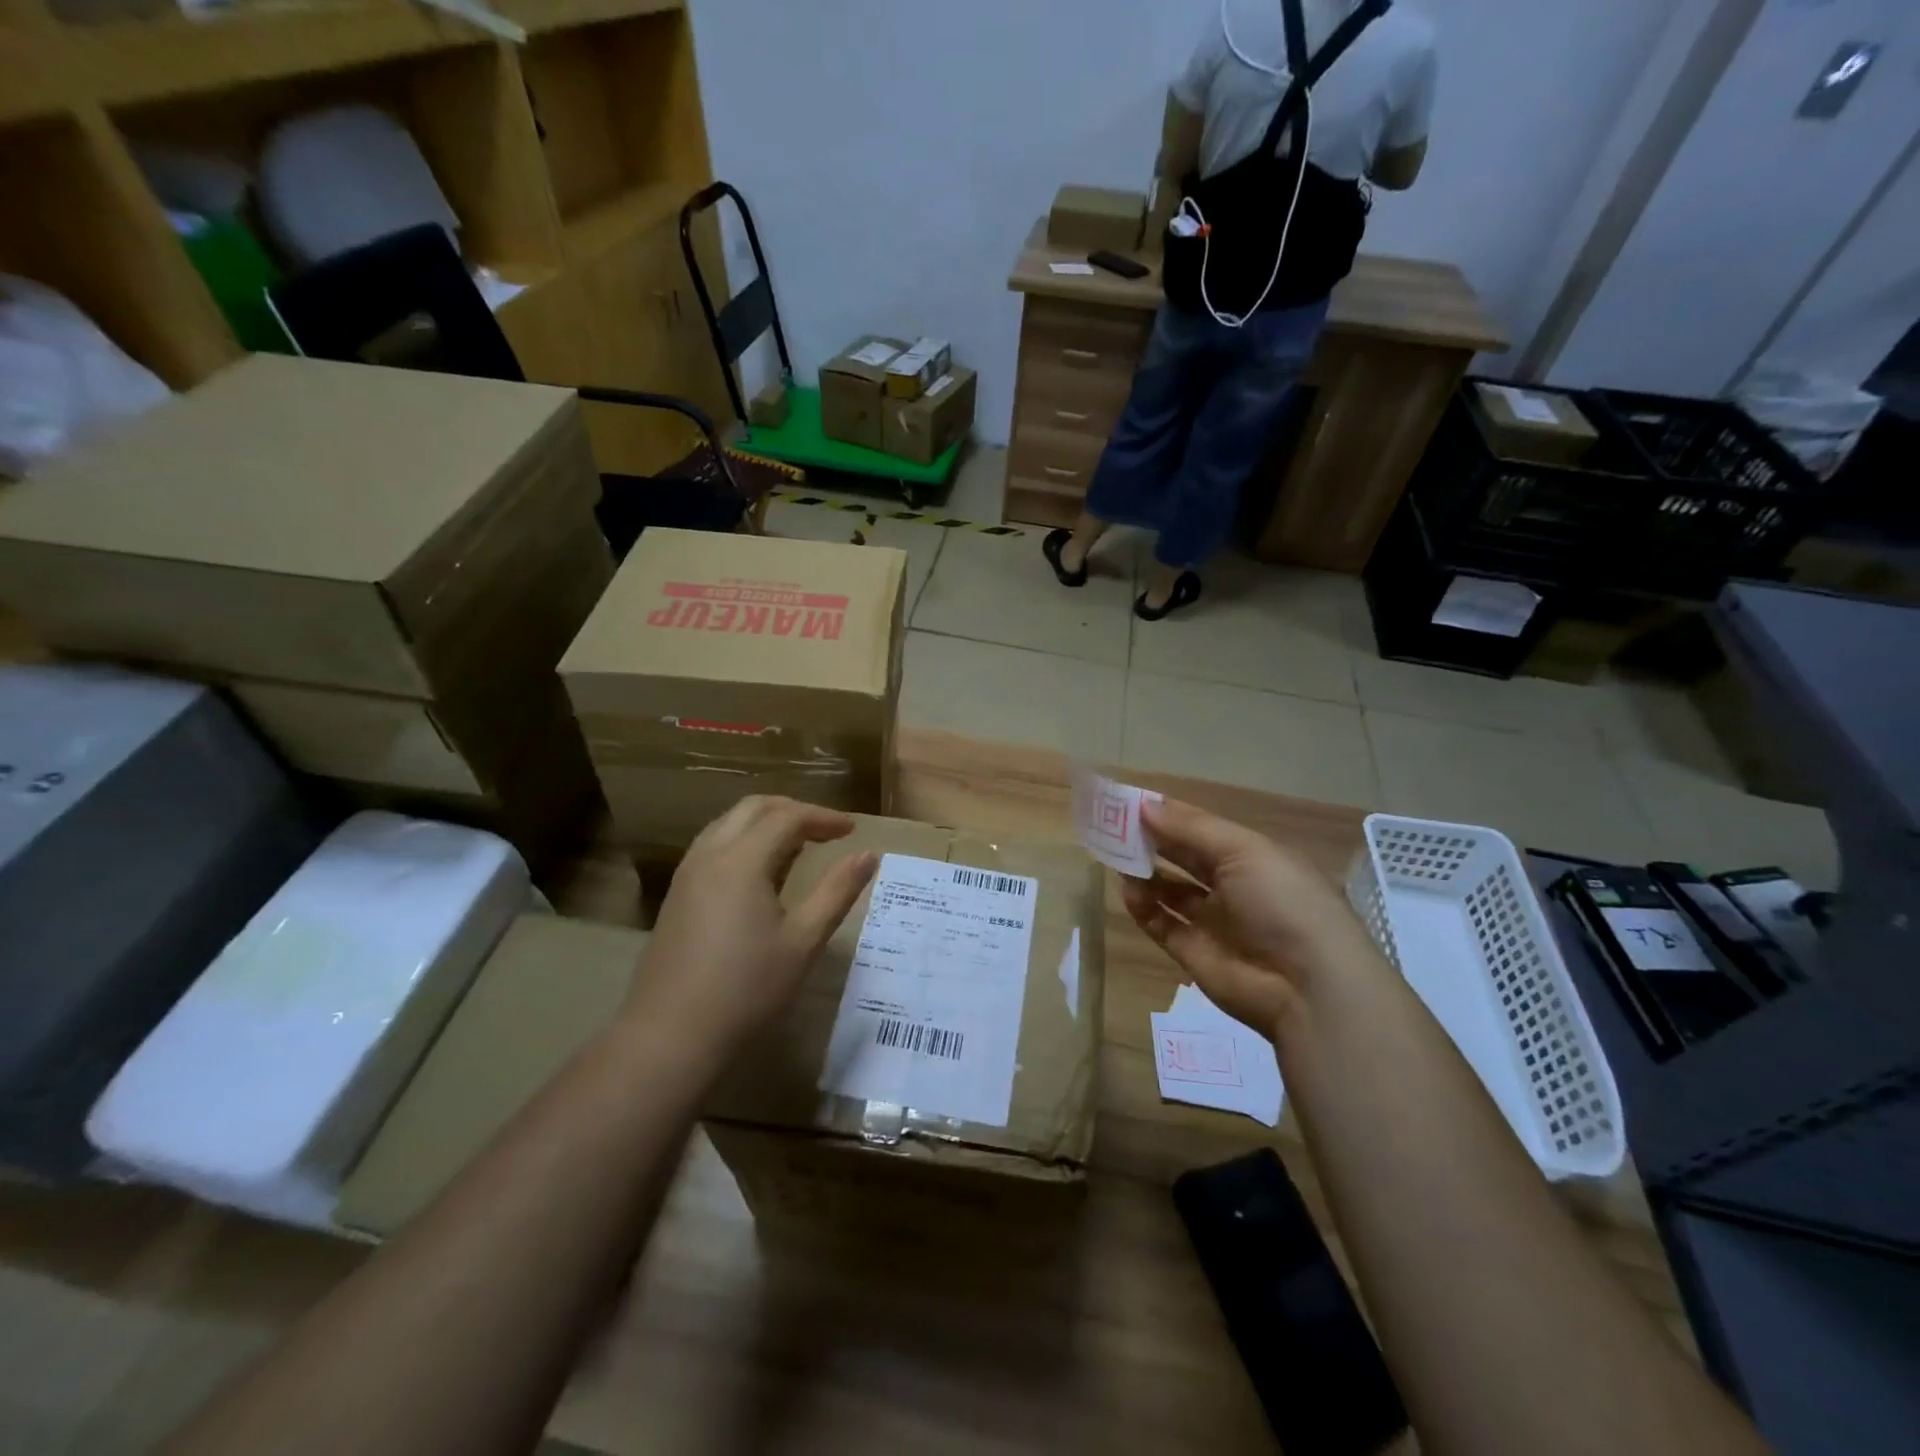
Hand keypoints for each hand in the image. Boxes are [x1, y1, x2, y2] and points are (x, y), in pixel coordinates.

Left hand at [626, 797, 876, 1067]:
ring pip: (729, 824)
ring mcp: (687, 874)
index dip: (823, 817)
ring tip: (798, 846)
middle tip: (827, 830)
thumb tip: (868, 855)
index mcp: (741, 861)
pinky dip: (744, 841)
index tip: (852, 829)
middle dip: (794, 811)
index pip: (787, 818)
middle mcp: (709, 855)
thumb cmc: (746, 990)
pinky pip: (714, 846)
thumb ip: (837, 892)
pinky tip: (761, 873)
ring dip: (766, 823)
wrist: (670, 1037)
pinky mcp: (677, 895)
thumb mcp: (803, 941)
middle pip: (754, 809)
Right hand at [1121, 798, 1383, 1038]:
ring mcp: (1213, 921)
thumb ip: (1190, 828)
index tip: (1130, 802)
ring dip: (1143, 872)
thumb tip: (1144, 806)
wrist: (1307, 987)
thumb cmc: (1282, 902)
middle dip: (1151, 840)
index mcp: (1251, 856)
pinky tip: (1127, 890)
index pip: (1201, 828)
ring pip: (1169, 889)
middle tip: (1112, 826)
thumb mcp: (1243, 851)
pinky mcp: (1194, 953)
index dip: (1168, 814)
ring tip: (1114, 857)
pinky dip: (1142, 907)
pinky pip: (1161, 923)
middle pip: (1183, 857)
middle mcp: (1232, 885)